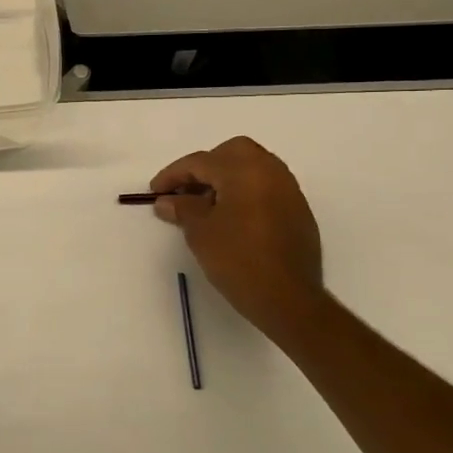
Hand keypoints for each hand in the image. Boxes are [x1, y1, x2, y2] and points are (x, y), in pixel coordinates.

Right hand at [149, 137, 328, 338]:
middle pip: (232, 152)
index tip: (155, 192)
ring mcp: (289, 190)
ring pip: (252, 167)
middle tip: (186, 190)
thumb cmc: (238, 259)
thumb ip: (182, 208)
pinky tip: (231, 217)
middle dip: (205, 166)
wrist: (289, 299)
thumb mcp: (200, 232)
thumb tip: (167, 201)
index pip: (200, 162)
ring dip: (226, 178)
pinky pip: (266, 187)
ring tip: (205, 205)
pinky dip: (245, 192)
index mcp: (244, 170)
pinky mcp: (298, 211)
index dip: (173, 175)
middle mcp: (270, 171)